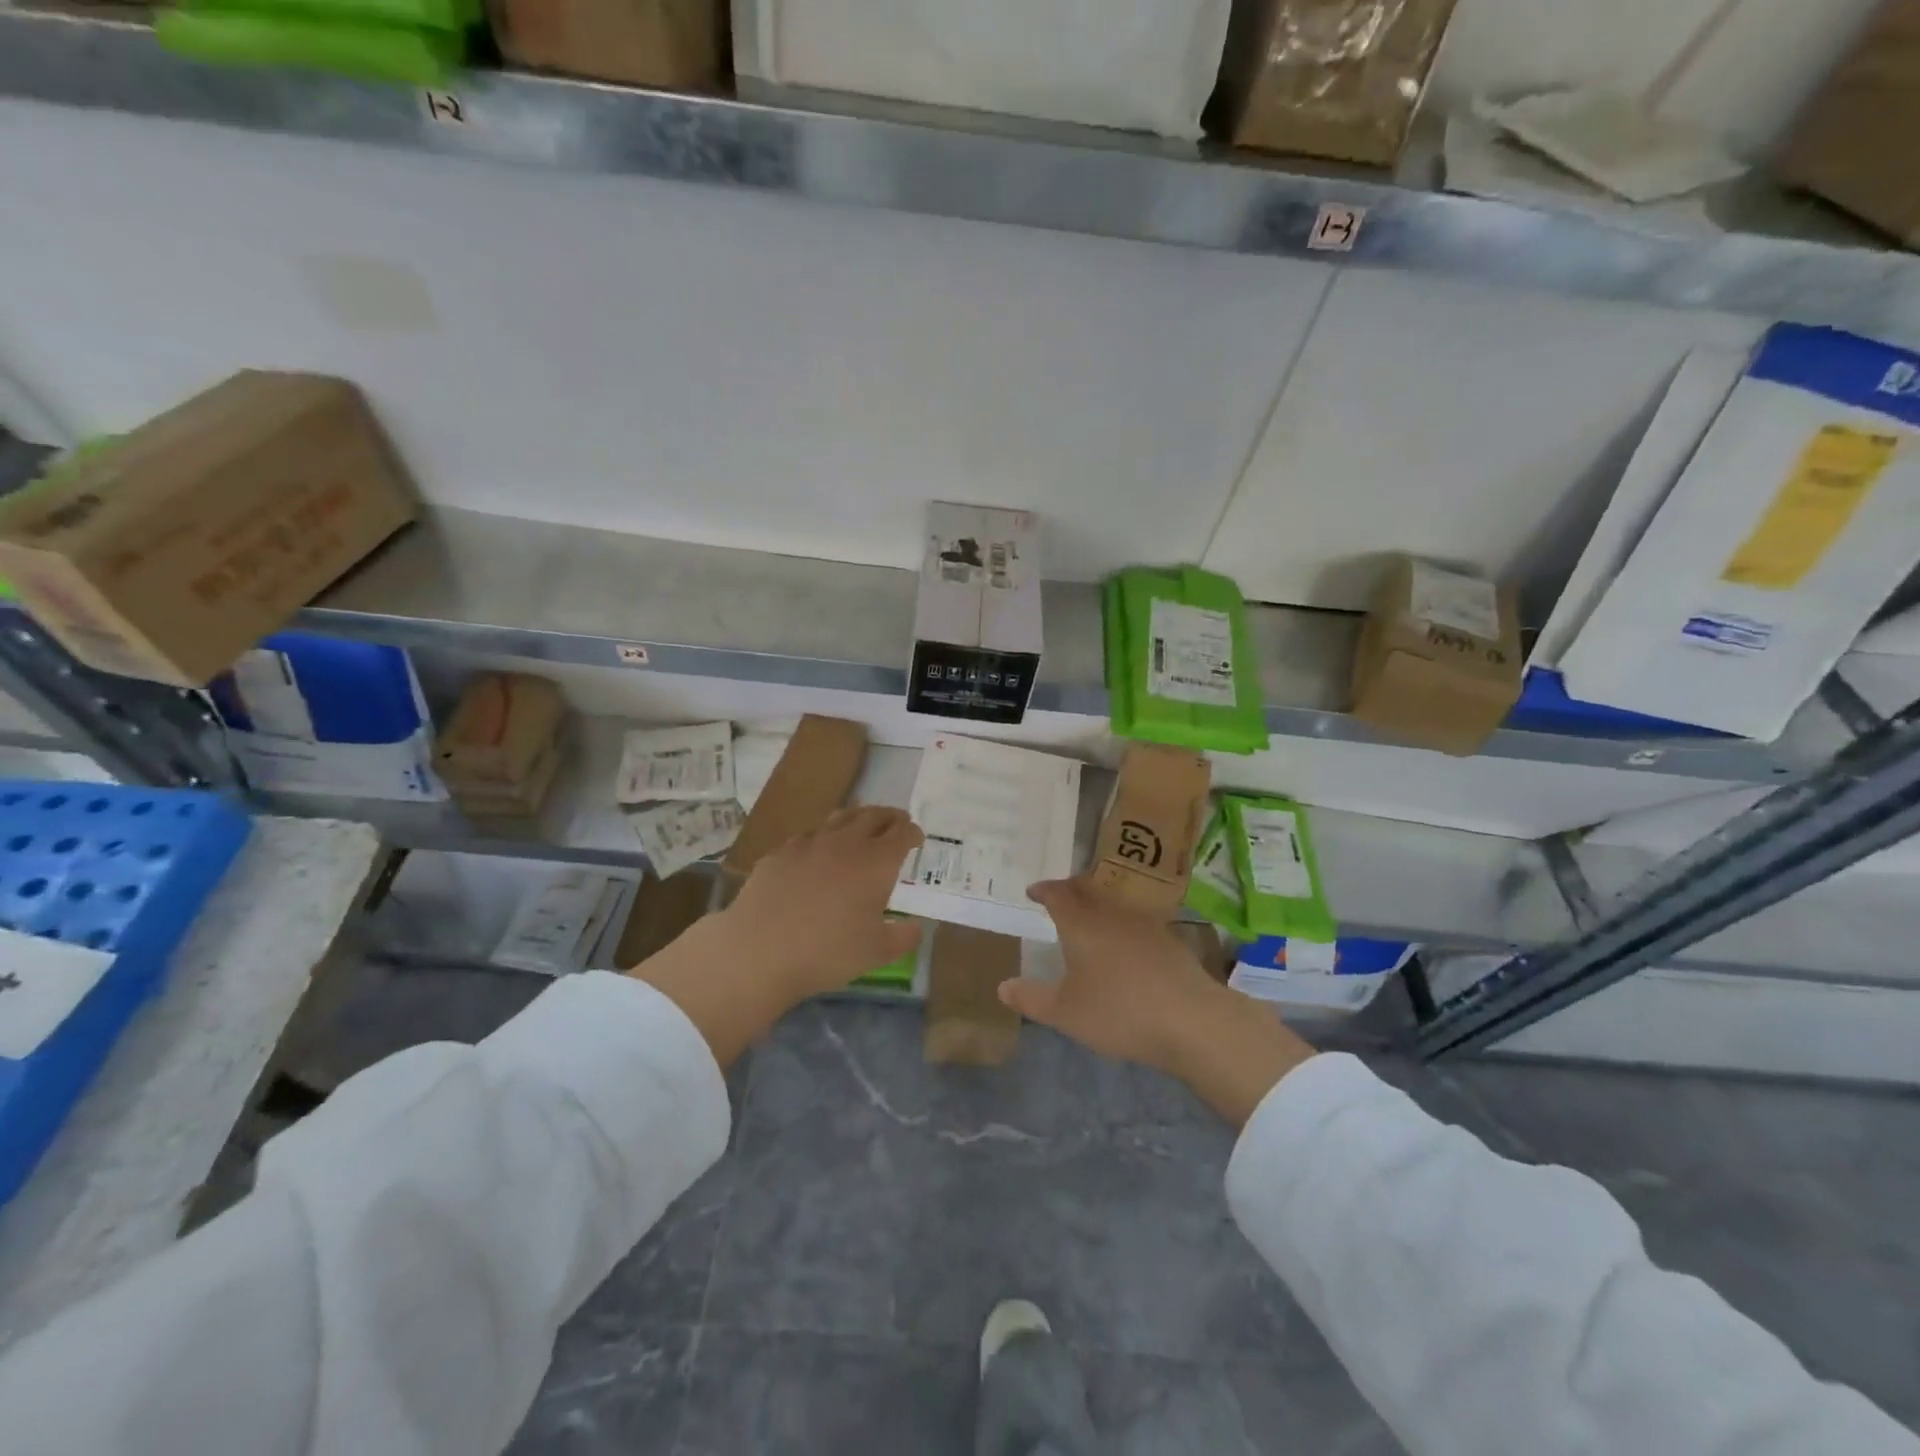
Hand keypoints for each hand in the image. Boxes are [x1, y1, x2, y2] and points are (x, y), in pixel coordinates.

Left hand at [632, 807, 922, 1066]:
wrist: (759, 950)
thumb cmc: (827, 952)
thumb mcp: (877, 953)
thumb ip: (903, 937)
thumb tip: (915, 927)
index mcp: (876, 862)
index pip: (902, 834)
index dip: (913, 833)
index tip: (917, 837)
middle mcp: (846, 842)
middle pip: (873, 816)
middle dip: (889, 817)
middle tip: (896, 821)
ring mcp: (809, 843)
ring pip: (839, 818)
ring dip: (857, 818)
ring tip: (861, 824)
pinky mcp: (780, 852)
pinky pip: (809, 835)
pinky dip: (823, 836)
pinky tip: (818, 850)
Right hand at [1002, 878, 1315, 1125]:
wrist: (1191, 1020)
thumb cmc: (1118, 1012)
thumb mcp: (1065, 1013)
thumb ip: (1032, 998)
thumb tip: (1002, 986)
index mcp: (1081, 924)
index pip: (1058, 894)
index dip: (1044, 890)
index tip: (1033, 891)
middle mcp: (1112, 914)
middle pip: (1088, 889)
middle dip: (1070, 889)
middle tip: (1059, 896)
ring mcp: (1145, 925)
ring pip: (1114, 903)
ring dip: (1098, 904)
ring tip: (1089, 918)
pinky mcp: (1170, 941)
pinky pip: (1136, 921)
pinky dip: (1122, 924)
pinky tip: (1125, 945)